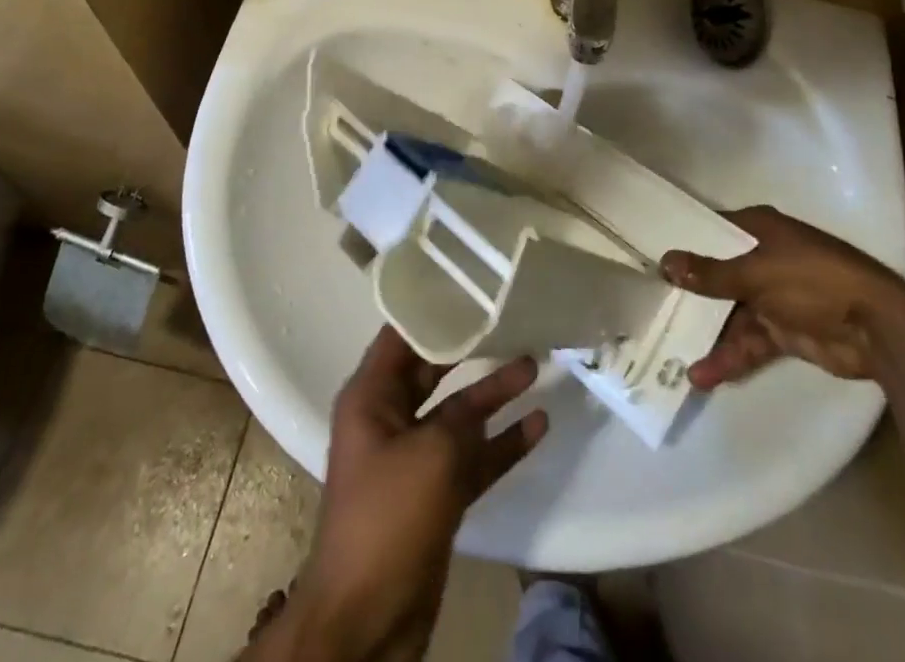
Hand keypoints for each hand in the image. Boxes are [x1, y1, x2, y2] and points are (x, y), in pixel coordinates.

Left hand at [262, 328, 548, 661]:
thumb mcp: (431, 454)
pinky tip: (538, 425)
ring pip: (459, 413)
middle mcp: (390, 418)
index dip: (433, 308)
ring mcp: (414, 458)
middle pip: (435, 370)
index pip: (402, 335)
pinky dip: (501, 443)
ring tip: (534, 364)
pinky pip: (472, 456)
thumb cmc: (388, 518)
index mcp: (371, 397)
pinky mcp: (435, 494)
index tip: (470, 284)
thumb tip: (486, 397)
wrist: (366, 621)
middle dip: (472, 348)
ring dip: (494, 393)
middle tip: (510, 318)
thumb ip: (462, 417)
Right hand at [662, 205, 904, 384]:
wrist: (877, 329)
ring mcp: (773, 296)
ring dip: (706, 333)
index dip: (683, 242)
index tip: (649, 255)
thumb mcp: (757, 273)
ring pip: (730, 313)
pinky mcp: (784, 331)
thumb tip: (665, 262)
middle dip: (689, 294)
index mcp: (758, 230)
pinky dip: (729, 357)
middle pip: (717, 274)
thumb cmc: (814, 280)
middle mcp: (762, 258)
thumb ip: (711, 273)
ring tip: (670, 353)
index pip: (711, 230)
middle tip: (649, 308)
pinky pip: (748, 341)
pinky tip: (703, 375)